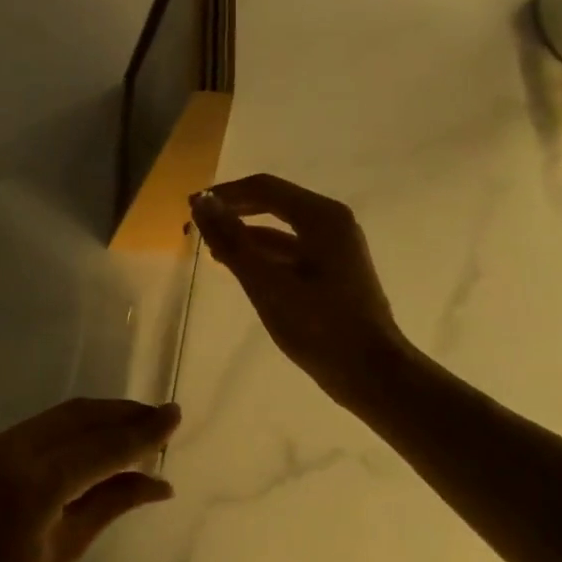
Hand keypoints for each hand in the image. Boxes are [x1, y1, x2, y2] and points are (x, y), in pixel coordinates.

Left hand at [0, 399, 180, 561]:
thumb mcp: (62, 553)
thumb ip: (109, 504)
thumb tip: (160, 482)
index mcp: (31, 484)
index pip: (100, 448)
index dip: (142, 432)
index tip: (175, 414)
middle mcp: (8, 450)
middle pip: (78, 418)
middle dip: (122, 414)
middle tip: (161, 416)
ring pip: (58, 418)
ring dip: (98, 419)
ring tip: (137, 425)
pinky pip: (37, 430)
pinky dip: (71, 431)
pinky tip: (95, 440)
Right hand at [190, 174, 414, 411]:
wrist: (371, 373)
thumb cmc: (319, 326)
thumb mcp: (267, 283)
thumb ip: (232, 241)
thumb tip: (202, 203)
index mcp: (321, 217)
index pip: (264, 188)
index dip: (224, 194)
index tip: (191, 207)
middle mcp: (330, 223)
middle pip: (273, 203)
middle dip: (233, 211)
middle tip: (196, 225)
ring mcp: (334, 248)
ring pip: (280, 230)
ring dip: (244, 234)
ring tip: (210, 248)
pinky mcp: (331, 272)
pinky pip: (289, 251)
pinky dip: (262, 254)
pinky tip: (239, 267)